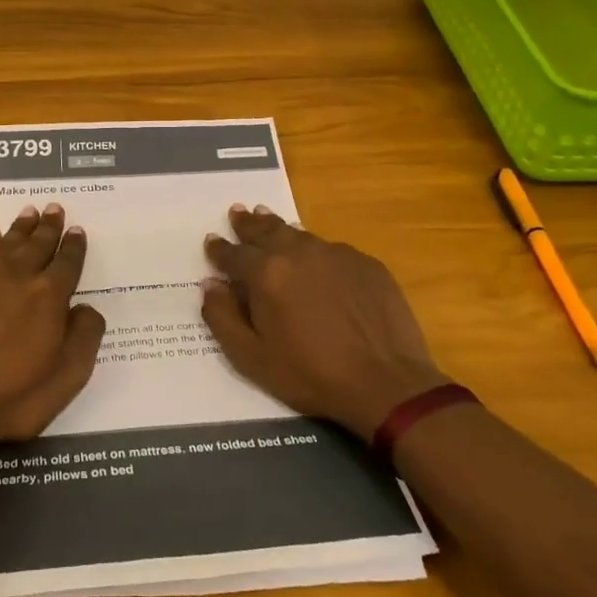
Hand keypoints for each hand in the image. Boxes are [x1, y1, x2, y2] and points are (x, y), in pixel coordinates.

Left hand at [0, 203, 105, 450]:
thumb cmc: (11, 397)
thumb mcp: (66, 378)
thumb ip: (85, 337)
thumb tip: (86, 308)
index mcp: (50, 296)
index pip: (67, 263)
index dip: (74, 246)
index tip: (77, 230)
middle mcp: (18, 276)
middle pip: (38, 244)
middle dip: (49, 227)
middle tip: (55, 208)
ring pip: (8, 242)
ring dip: (21, 227)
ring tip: (30, 212)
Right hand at [201, 205, 448, 437]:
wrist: (386, 384)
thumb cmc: (311, 375)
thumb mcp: (251, 358)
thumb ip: (222, 318)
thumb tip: (210, 285)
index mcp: (266, 274)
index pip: (233, 254)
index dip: (218, 249)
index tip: (211, 241)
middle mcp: (298, 253)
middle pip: (266, 230)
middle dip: (248, 223)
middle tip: (238, 212)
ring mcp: (336, 255)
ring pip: (299, 234)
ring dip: (279, 227)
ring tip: (267, 219)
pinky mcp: (366, 264)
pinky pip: (331, 249)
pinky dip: (315, 249)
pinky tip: (315, 258)